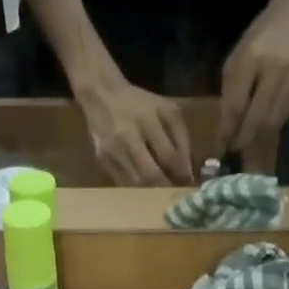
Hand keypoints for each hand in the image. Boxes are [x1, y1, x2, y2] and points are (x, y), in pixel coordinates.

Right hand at [78, 80, 192, 185]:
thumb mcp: (166, 110)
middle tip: (174, 193)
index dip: (180, 174)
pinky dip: (136, 188)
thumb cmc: (139, 103)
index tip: (188, 183)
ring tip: (161, 190)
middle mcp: (127, 137)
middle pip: (150, 174)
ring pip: (136, 183)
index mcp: (147, 120)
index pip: (168, 156)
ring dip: (151, 190)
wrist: (101, 96)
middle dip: (165, 186)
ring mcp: (112, 150)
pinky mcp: (102, 160)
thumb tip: (187, 172)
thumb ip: (180, 138)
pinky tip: (144, 186)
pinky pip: (122, 183)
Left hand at [218, 0, 288, 154]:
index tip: (219, 149)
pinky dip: (271, 126)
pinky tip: (262, 130)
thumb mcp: (238, 55)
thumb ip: (231, 90)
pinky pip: (284, 115)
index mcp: (250, 58)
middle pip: (256, 119)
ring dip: (257, 138)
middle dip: (243, 140)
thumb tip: (226, 128)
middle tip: (233, 152)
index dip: (226, 131)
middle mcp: (274, 69)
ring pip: (272, 122)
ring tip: (246, 145)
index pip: (235, 106)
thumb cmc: (262, 34)